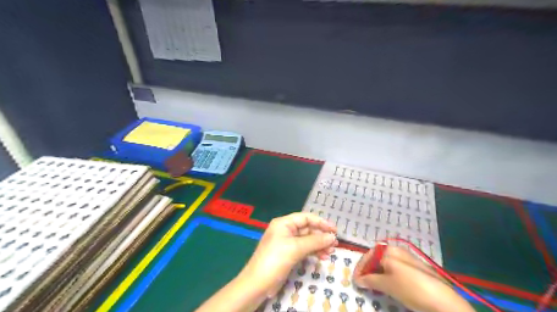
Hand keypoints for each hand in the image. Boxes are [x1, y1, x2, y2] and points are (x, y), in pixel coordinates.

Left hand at [238, 212, 334, 297]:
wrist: (258, 283)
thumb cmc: (275, 260)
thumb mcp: (296, 248)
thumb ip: (315, 241)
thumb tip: (332, 237)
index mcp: (284, 223)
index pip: (306, 218)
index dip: (321, 222)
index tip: (334, 230)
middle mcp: (285, 230)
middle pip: (307, 229)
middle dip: (321, 235)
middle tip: (335, 243)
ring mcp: (287, 243)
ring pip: (307, 240)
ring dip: (319, 245)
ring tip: (331, 252)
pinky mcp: (288, 254)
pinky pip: (304, 249)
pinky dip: (313, 252)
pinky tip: (323, 257)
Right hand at [351, 246, 473, 311]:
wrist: (443, 301)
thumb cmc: (411, 288)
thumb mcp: (387, 285)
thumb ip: (370, 280)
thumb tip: (357, 280)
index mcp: (389, 250)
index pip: (368, 256)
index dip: (360, 268)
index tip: (355, 280)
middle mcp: (398, 250)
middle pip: (377, 258)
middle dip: (368, 270)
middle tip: (363, 282)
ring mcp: (408, 259)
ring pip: (386, 264)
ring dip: (377, 273)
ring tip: (374, 285)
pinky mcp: (415, 268)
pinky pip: (395, 269)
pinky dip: (388, 275)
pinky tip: (388, 285)